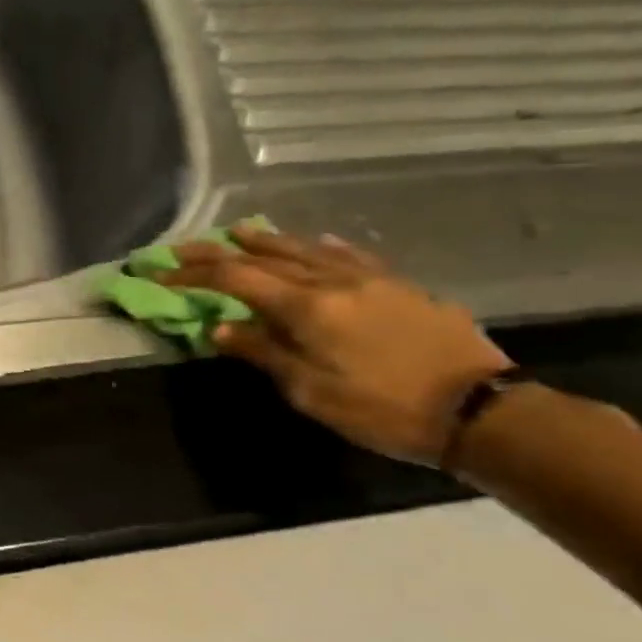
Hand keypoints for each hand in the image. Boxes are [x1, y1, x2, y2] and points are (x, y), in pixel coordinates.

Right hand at [161, 227, 512, 464]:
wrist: (479, 410)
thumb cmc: (381, 408)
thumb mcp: (309, 391)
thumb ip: (263, 352)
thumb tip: (220, 327)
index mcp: (304, 308)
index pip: (234, 280)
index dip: (193, 275)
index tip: (161, 275)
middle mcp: (331, 282)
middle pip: (264, 257)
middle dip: (218, 251)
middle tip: (184, 248)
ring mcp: (369, 279)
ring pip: (306, 249)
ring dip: (266, 240)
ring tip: (239, 231)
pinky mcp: (399, 286)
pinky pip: (349, 256)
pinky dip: (320, 248)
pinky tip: (315, 242)